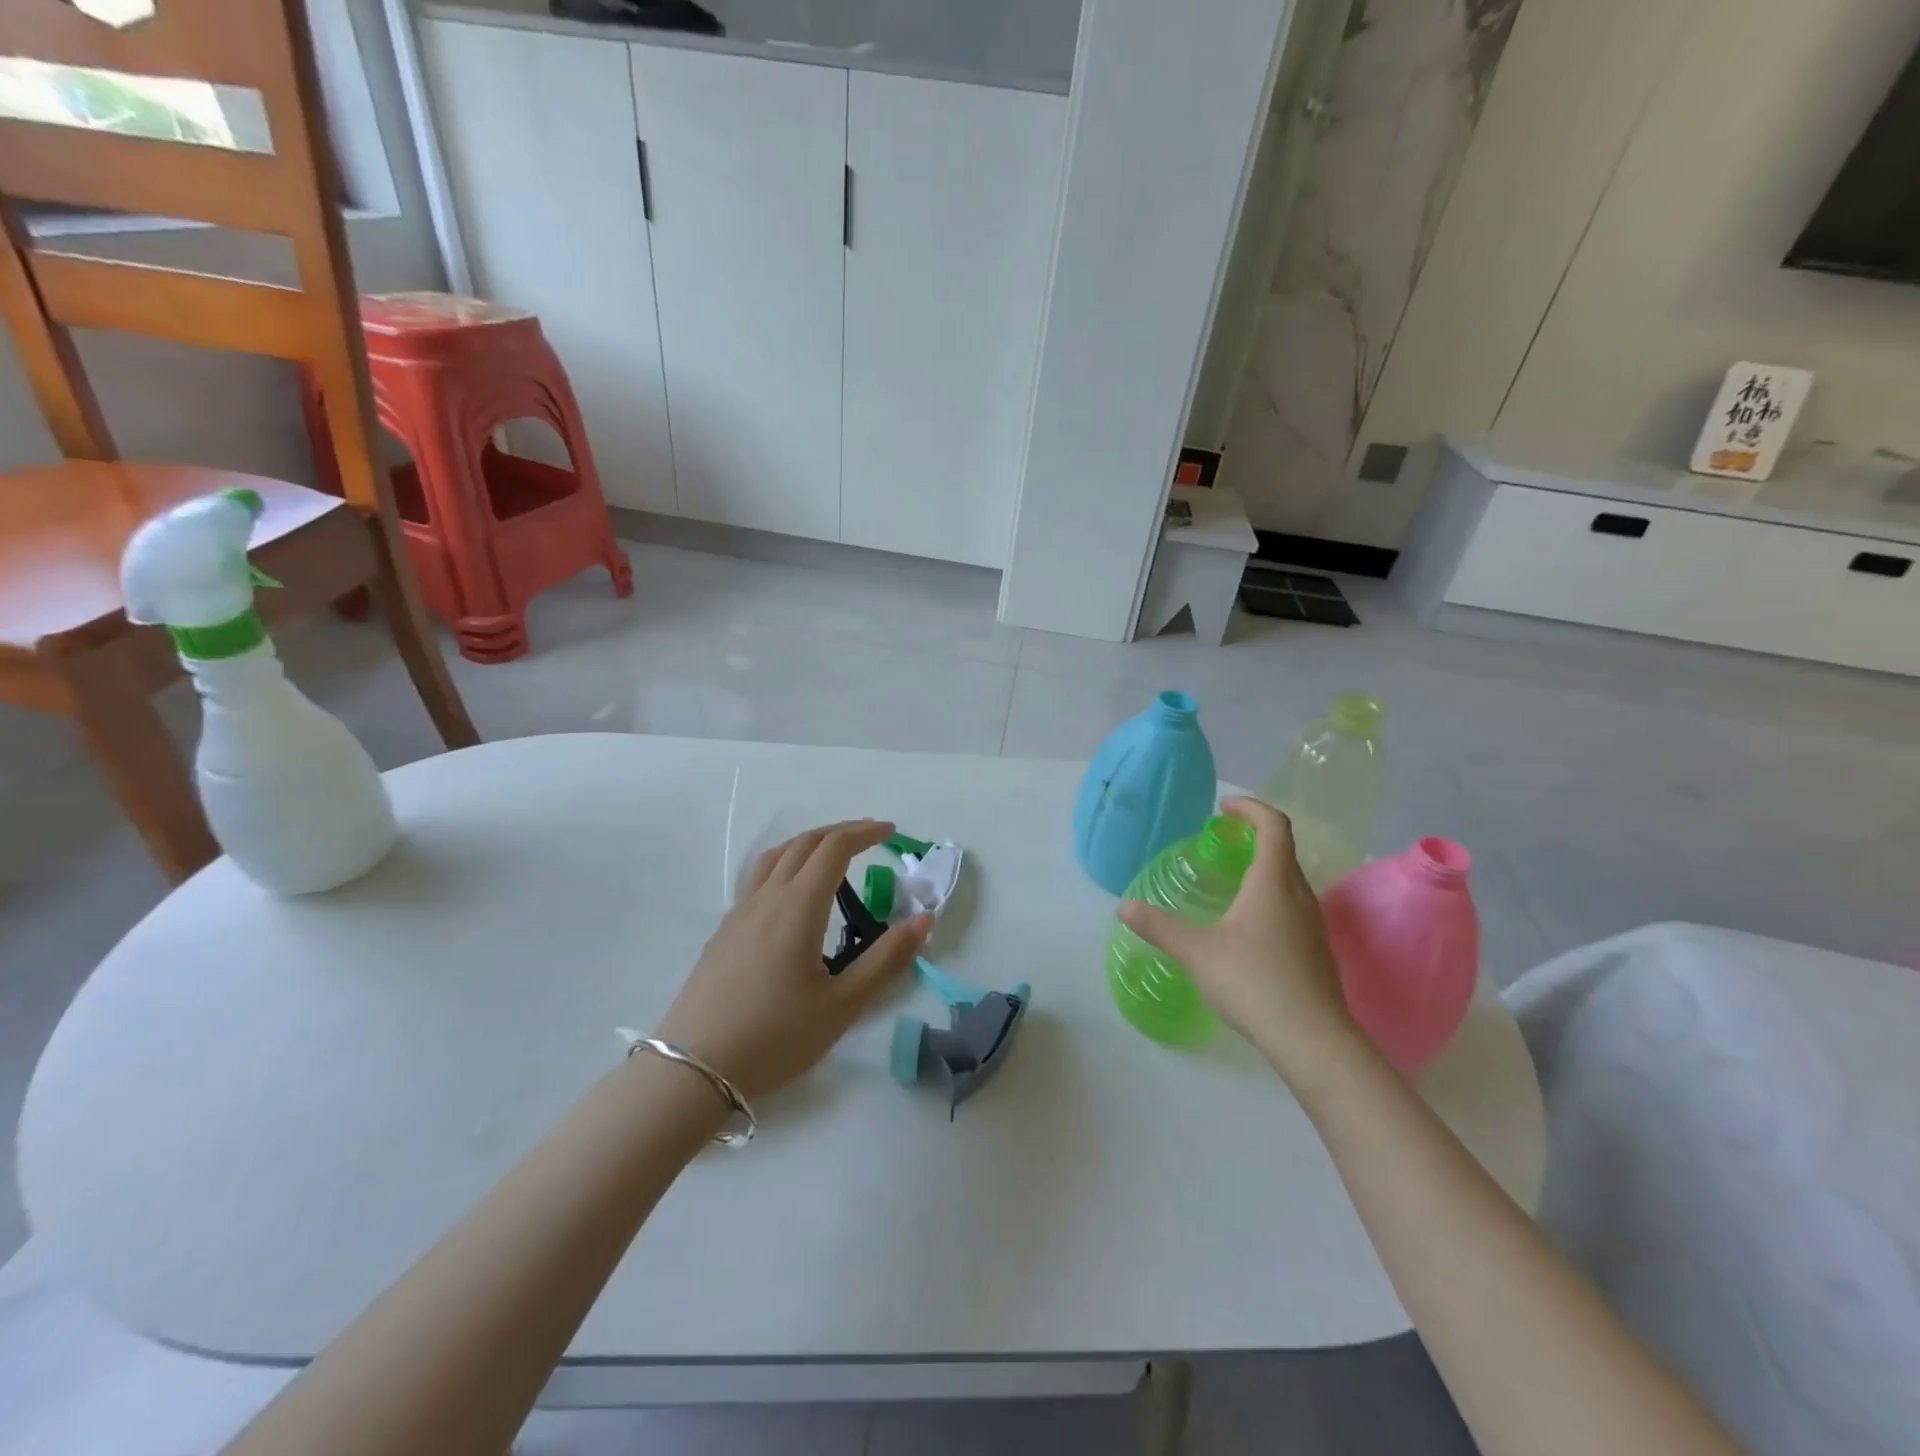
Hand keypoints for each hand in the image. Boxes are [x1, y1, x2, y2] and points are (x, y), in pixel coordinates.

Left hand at [656, 819, 930, 1100]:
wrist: (693, 1070)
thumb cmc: (775, 1038)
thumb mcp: (842, 1005)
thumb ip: (886, 959)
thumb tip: (924, 919)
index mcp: (798, 906)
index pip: (834, 848)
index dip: (864, 832)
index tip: (890, 831)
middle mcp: (767, 898)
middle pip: (804, 843)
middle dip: (840, 832)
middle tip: (870, 837)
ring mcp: (739, 913)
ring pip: (776, 857)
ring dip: (809, 844)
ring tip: (831, 856)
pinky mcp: (723, 932)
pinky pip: (758, 878)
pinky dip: (786, 865)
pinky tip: (792, 897)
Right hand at [1119, 796, 1362, 1089]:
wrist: (1312, 1039)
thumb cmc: (1252, 982)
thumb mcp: (1196, 952)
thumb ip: (1159, 927)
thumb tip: (1124, 906)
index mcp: (1272, 883)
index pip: (1274, 826)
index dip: (1251, 808)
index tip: (1224, 808)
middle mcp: (1299, 896)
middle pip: (1284, 850)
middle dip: (1255, 836)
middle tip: (1224, 840)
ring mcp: (1313, 924)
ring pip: (1291, 880)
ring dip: (1265, 868)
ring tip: (1234, 880)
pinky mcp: (1317, 951)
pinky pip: (1295, 907)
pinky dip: (1272, 897)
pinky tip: (1250, 927)